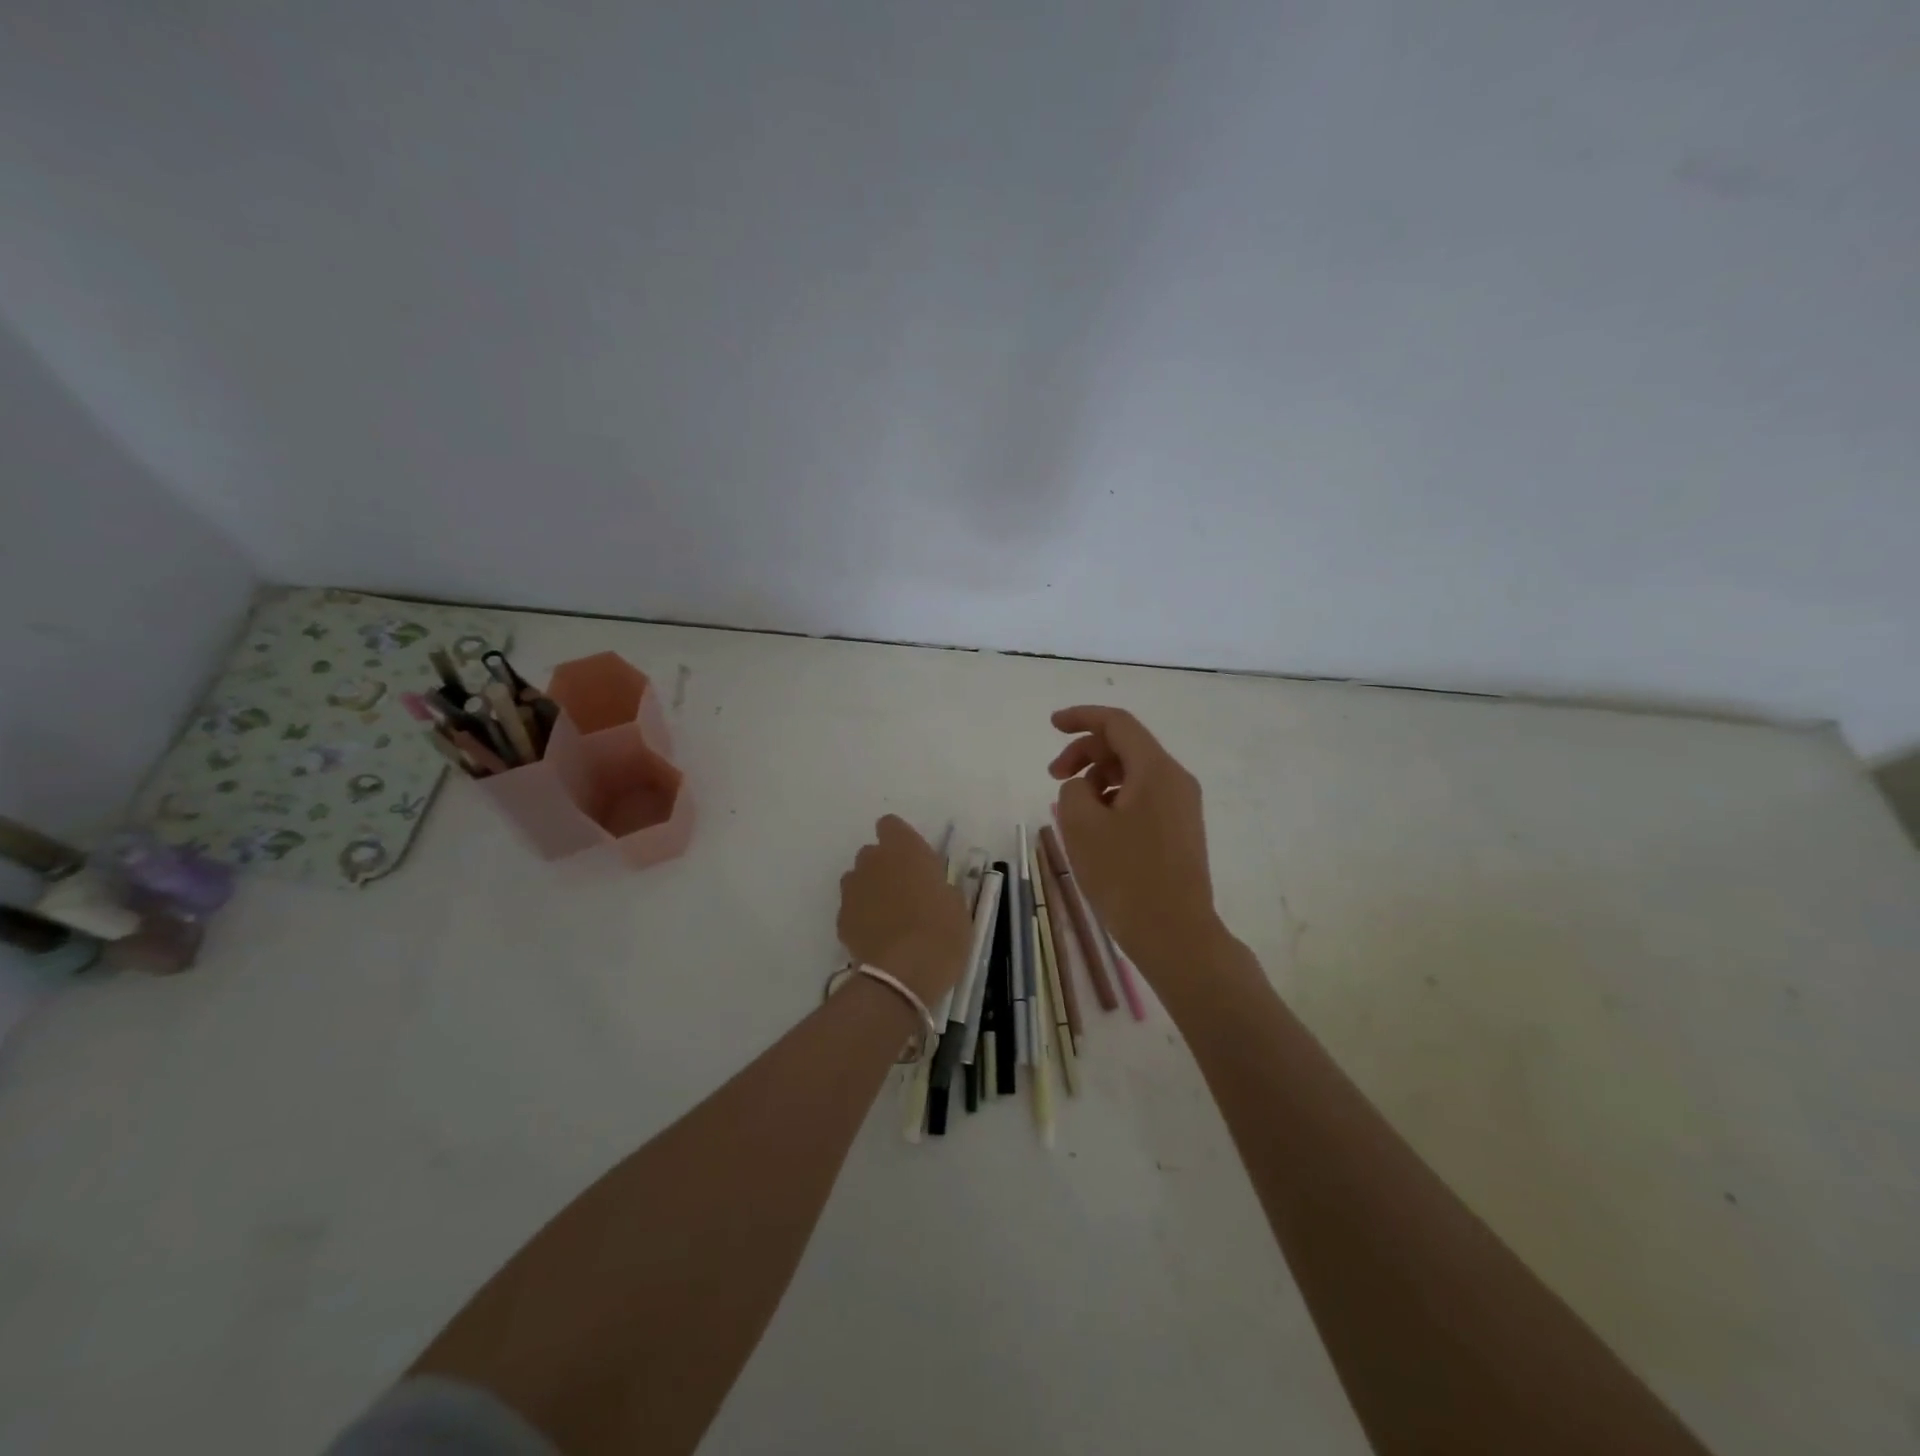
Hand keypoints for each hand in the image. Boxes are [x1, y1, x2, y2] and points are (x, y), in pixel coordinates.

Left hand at [837, 815, 971, 1005]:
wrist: (904, 975)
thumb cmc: (942, 932)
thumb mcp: (955, 903)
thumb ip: (937, 884)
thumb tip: (930, 887)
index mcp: (904, 849)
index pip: (890, 825)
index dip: (900, 840)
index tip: (914, 860)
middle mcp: (873, 861)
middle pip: (872, 853)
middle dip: (885, 866)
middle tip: (906, 892)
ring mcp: (853, 890)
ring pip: (858, 880)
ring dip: (871, 890)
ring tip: (890, 917)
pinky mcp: (841, 918)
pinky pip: (852, 909)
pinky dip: (862, 917)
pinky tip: (878, 937)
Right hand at [1049, 706, 1221, 975]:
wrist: (1175, 934)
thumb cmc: (1125, 876)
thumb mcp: (1082, 826)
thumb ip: (1073, 789)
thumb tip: (1083, 787)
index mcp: (1156, 770)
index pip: (1117, 723)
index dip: (1081, 717)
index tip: (1052, 725)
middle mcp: (1176, 780)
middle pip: (1125, 747)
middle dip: (1085, 754)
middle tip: (1053, 777)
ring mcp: (1183, 806)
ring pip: (1133, 774)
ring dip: (1097, 780)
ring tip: (1072, 812)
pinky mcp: (1181, 831)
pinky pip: (1143, 798)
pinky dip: (1114, 800)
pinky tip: (1095, 828)